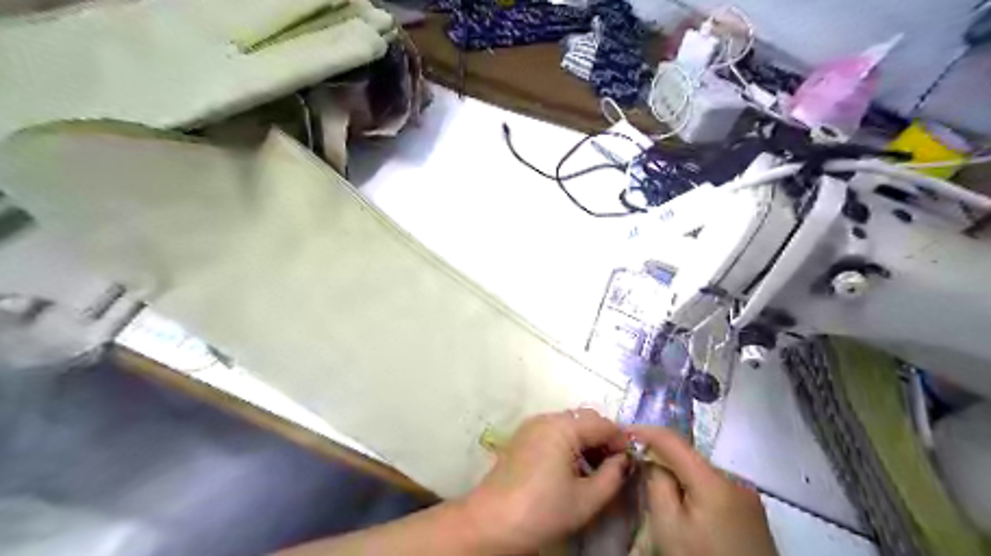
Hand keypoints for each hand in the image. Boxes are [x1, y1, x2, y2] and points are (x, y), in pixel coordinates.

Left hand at [463, 405, 626, 552]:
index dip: (621, 440)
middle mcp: (546, 418)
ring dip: (586, 440)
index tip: (631, 462)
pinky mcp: (523, 436)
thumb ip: (612, 476)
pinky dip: (569, 442)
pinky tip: (572, 467)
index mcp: (563, 427)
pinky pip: (554, 430)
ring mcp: (532, 425)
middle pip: (585, 419)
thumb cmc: (542, 510)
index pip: (603, 423)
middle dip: (603, 438)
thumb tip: (624, 460)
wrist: (491, 522)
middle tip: (614, 466)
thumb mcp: (586, 499)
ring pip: (569, 423)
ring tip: (595, 469)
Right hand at [629, 427, 778, 555]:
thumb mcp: (669, 527)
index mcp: (714, 480)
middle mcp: (735, 480)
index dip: (645, 432)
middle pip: (689, 456)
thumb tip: (651, 459)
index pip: (673, 440)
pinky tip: (685, 506)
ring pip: (701, 472)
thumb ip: (656, 484)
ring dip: (678, 474)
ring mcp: (747, 496)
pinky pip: (715, 488)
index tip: (622, 433)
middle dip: (661, 456)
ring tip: (658, 487)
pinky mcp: (752, 513)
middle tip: (636, 464)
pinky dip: (695, 489)